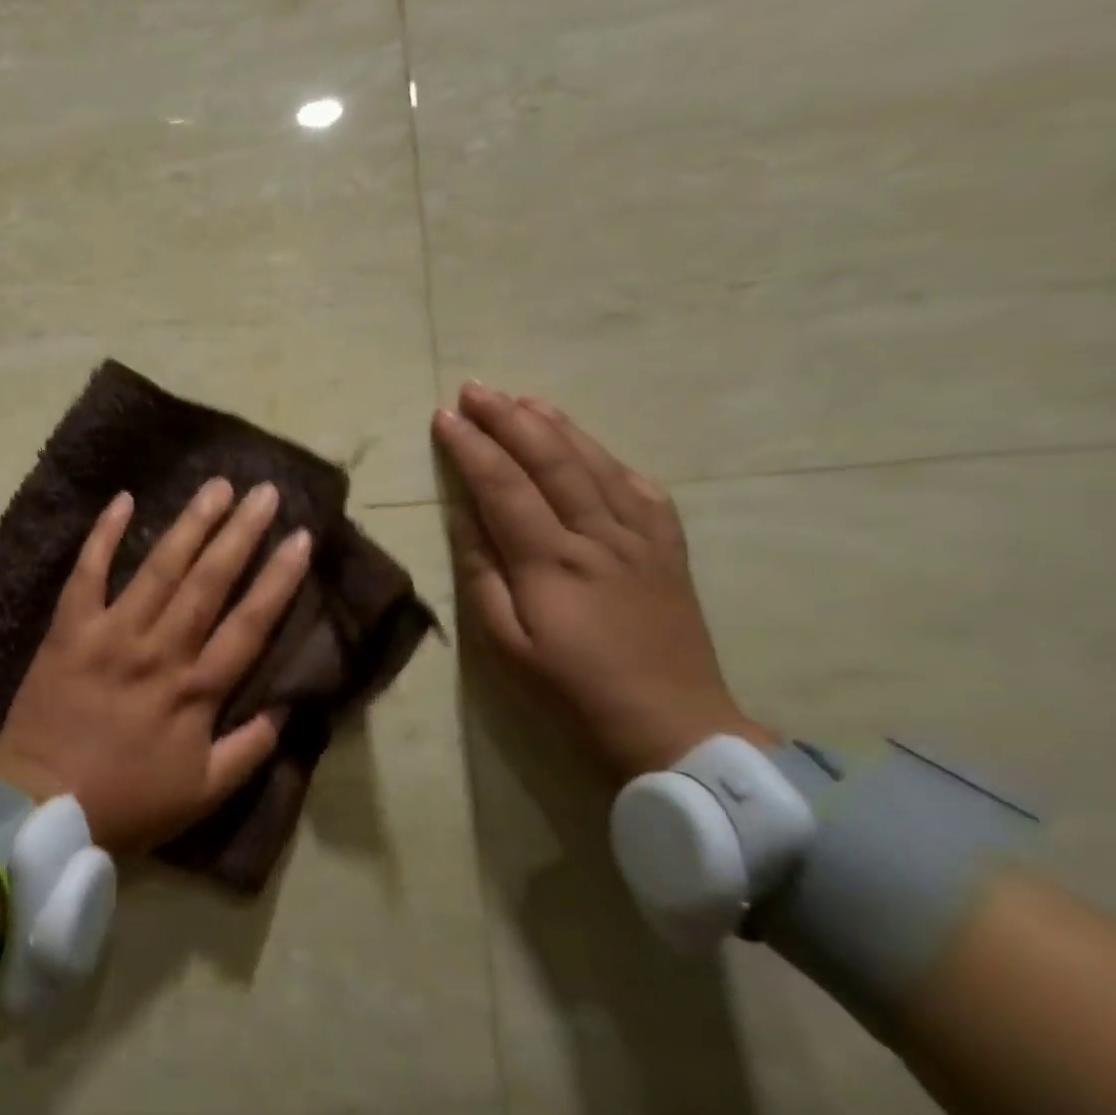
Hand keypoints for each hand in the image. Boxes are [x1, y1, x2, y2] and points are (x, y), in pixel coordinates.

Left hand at [0, 479, 312, 853]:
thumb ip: (249, 750)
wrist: (40, 807)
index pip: (249, 623)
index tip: (302, 538)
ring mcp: (111, 634)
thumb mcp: (203, 794)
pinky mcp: (69, 630)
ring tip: (217, 487)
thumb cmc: (126, 803)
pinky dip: (103, 536)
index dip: (279, 579)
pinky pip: (87, 574)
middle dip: (241, 533)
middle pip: (209, 582)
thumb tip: (285, 707)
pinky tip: (124, 499)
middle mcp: (160, 650)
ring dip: (190, 524)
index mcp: (195, 690)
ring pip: (159, 569)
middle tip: (265, 492)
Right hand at [432, 383, 775, 783]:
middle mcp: (597, 536)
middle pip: (550, 461)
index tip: (444, 417)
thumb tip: (463, 518)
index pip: (503, 485)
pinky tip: (593, 448)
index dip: (471, 447)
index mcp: (551, 560)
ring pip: (597, 465)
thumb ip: (482, 574)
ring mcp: (640, 539)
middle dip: (509, 419)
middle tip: (476, 389)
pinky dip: (613, 460)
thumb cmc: (570, 690)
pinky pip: (643, 491)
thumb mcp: (505, 643)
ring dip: (558, 426)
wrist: (671, 725)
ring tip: (525, 399)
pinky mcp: (668, 551)